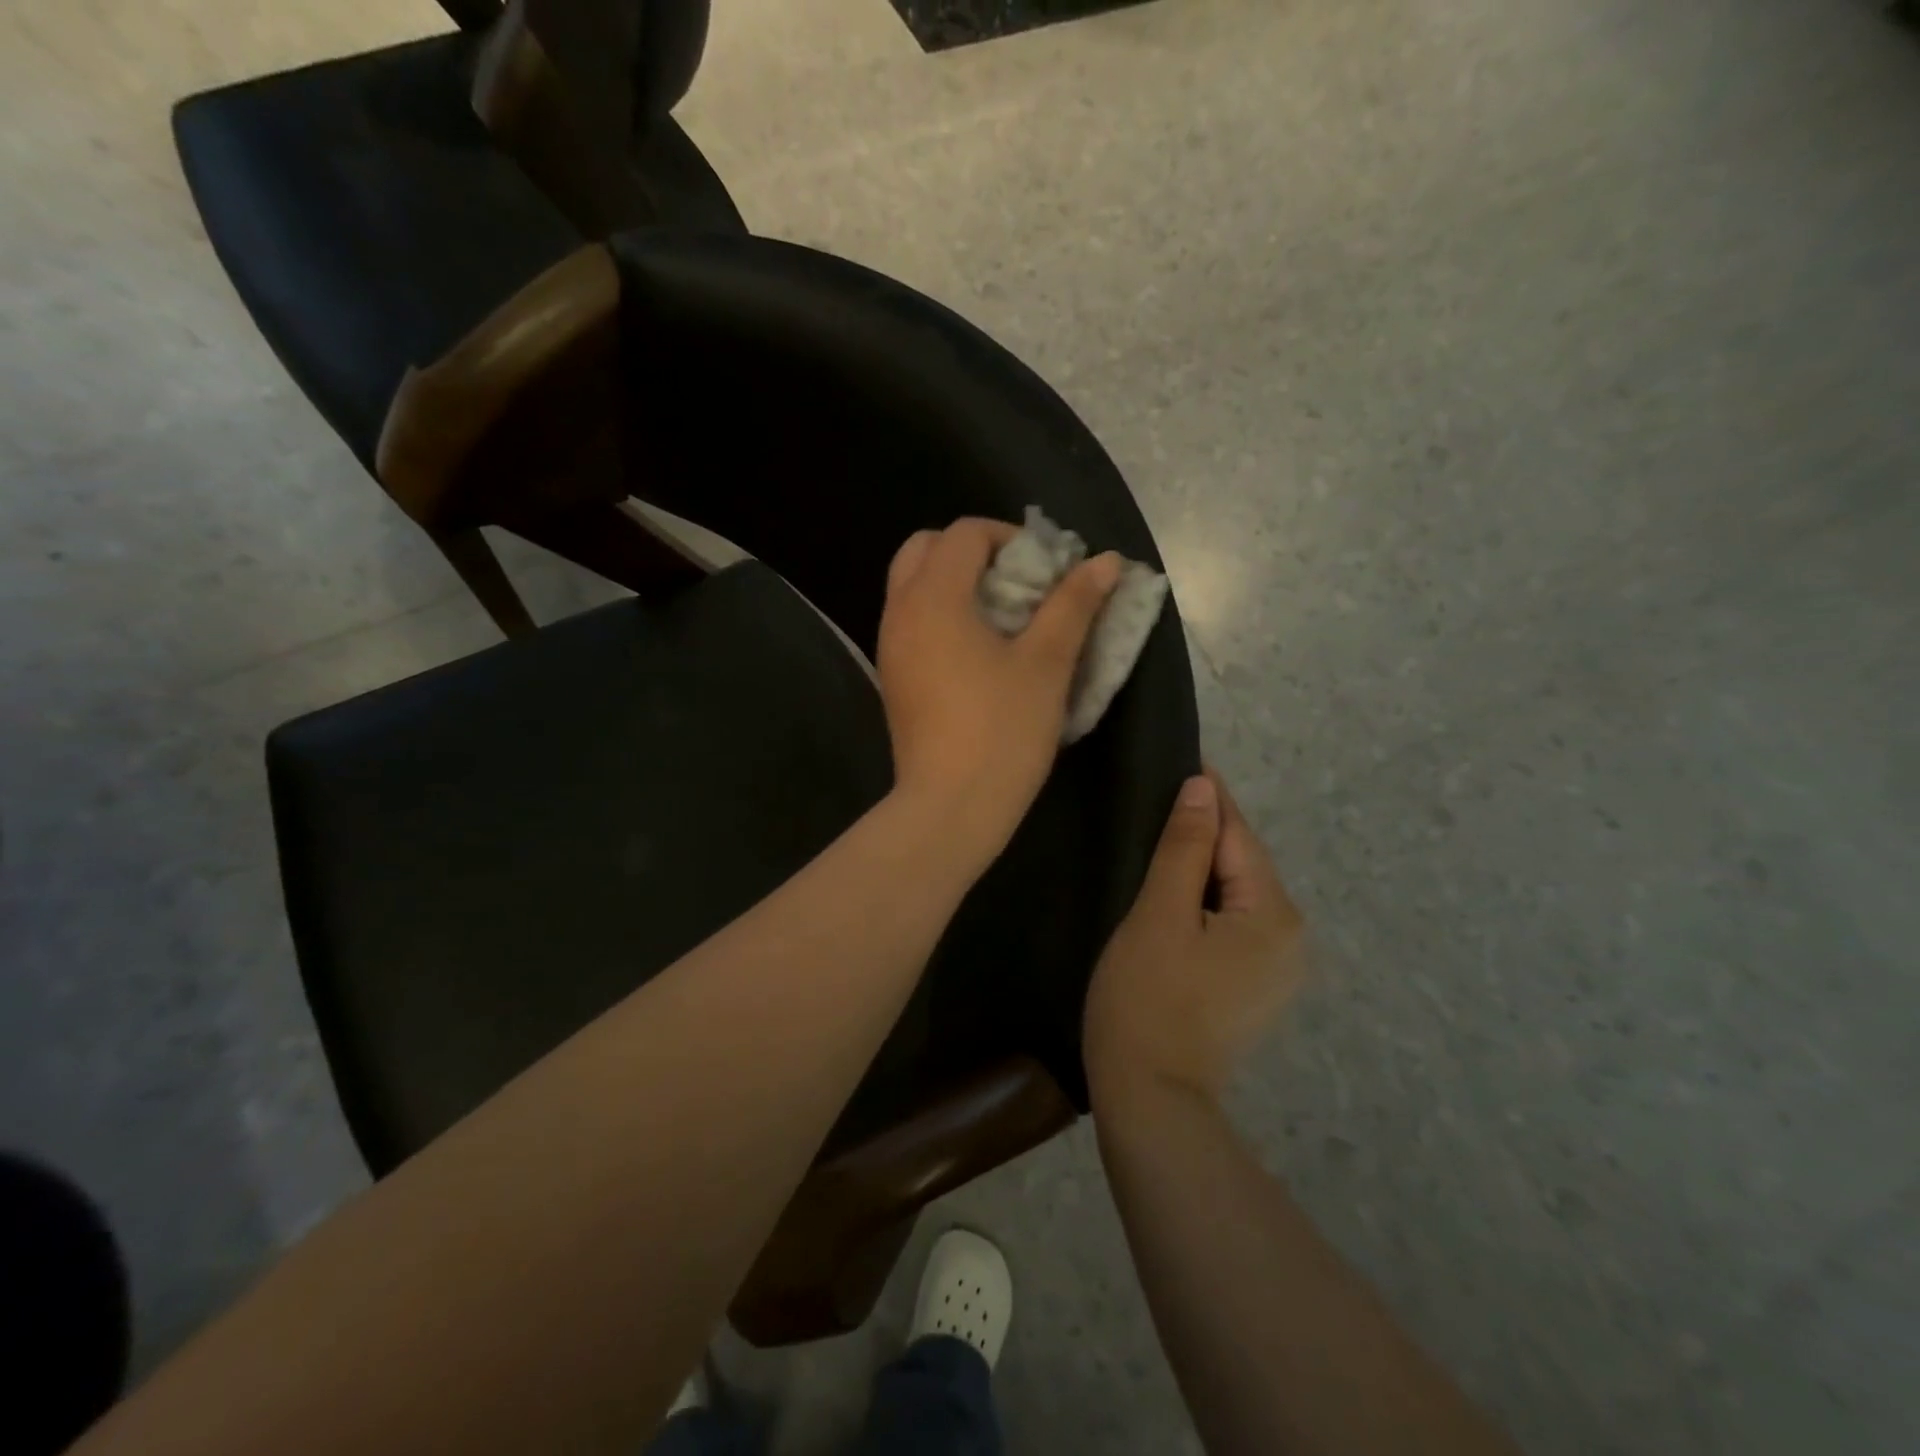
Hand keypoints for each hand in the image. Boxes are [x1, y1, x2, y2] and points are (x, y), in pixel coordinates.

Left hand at [876, 517, 1119, 866]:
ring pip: (914, 586)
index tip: (1047, 569)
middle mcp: (899, 611)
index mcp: (933, 596)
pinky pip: (912, 621)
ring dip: (956, 583)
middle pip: (926, 549)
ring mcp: (889, 646)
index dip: (1011, 537)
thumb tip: (1106, 561)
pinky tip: (980, 650)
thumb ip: (1073, 604)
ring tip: (1005, 616)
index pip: (965, 533)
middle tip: (1019, 583)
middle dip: (974, 553)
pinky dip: (942, 614)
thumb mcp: (1047, 663)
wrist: (950, 807)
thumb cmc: (1003, 730)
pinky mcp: (893, 677)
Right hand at [1084, 770, 1304, 1111]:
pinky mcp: (1253, 987)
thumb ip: (1185, 847)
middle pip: (1241, 864)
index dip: (1208, 797)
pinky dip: (1204, 901)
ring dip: (1200, 866)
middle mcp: (1291, 937)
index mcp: (1274, 914)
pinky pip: (1231, 923)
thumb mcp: (1160, 912)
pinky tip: (1172, 892)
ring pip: (1235, 894)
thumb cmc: (1148, 996)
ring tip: (1158, 836)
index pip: (1238, 835)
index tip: (1180, 759)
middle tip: (1157, 798)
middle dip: (1203, 831)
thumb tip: (1205, 788)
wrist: (1151, 1097)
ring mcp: (1276, 968)